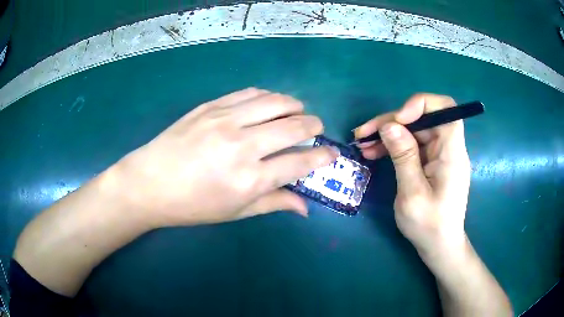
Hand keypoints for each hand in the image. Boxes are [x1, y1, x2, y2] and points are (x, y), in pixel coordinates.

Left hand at [116, 88, 337, 226]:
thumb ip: (273, 203)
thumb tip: (305, 206)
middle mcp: (243, 145)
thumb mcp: (234, 212)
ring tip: (297, 113)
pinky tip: (269, 104)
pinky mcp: (211, 105)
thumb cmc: (192, 205)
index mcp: (250, 179)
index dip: (323, 156)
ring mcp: (226, 119)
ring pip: (276, 101)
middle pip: (295, 125)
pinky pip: (250, 92)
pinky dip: (268, 96)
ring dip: (295, 106)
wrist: (149, 183)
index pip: (301, 162)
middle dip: (314, 126)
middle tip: (316, 130)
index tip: (331, 154)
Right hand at [354, 94, 470, 252]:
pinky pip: (412, 145)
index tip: (397, 119)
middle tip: (364, 133)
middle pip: (423, 118)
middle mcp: (448, 148)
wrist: (439, 245)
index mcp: (451, 153)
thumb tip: (388, 125)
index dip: (421, 105)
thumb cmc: (429, 225)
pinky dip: (394, 145)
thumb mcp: (412, 194)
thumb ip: (403, 156)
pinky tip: (374, 152)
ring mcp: (439, 155)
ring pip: (414, 130)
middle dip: (393, 121)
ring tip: (363, 143)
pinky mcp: (431, 162)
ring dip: (389, 133)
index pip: (446, 109)